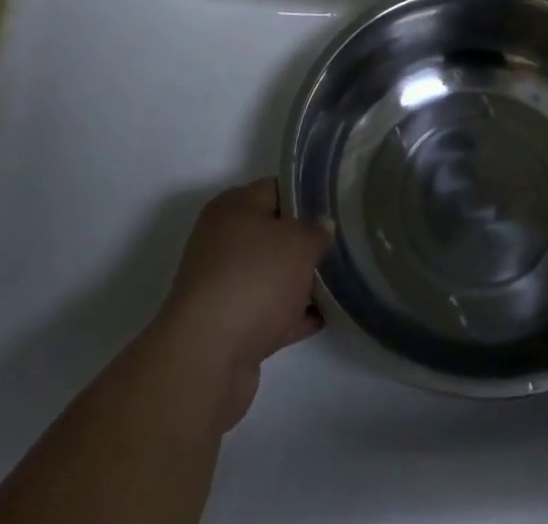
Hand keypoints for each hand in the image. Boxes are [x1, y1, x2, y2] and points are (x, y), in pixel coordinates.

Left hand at [153, 178, 332, 429]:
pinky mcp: (228, 327)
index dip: (307, 195)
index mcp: (233, 207)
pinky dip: (291, 314)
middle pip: (273, 233)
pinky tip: (323, 317)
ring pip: (271, 275)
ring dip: (300, 281)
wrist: (207, 359)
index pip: (276, 188)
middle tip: (340, 245)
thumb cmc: (254, 279)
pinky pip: (268, 311)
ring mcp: (224, 286)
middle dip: (306, 242)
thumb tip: (323, 226)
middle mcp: (223, 241)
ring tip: (340, 281)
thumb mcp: (299, 243)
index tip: (336, 206)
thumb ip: (317, 231)